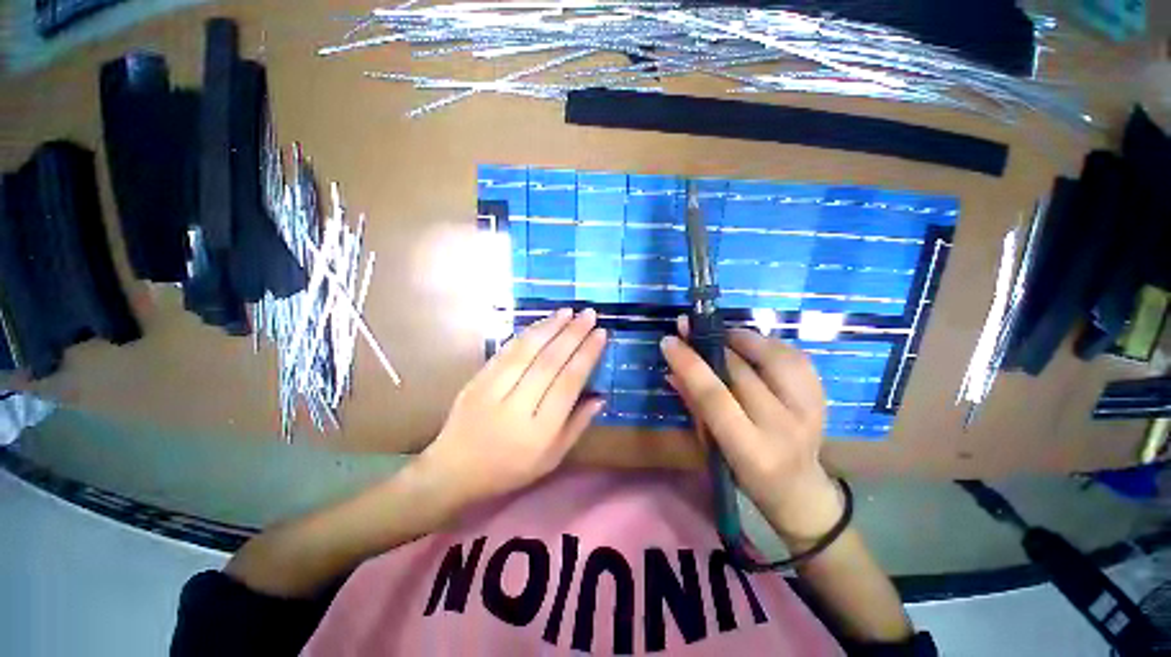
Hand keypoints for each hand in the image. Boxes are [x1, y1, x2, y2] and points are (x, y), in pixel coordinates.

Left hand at [421, 308, 607, 506]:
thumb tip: (600, 397)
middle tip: (589, 314)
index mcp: (539, 431)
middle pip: (549, 361)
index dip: (586, 355)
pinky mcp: (477, 379)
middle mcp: (517, 406)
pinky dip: (527, 333)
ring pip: (526, 350)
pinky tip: (542, 323)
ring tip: (569, 311)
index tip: (601, 334)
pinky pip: (506, 351)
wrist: (453, 469)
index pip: (568, 383)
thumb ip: (577, 426)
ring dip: (550, 327)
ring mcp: (492, 390)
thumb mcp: (551, 458)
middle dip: (572, 334)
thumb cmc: (509, 469)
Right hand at [661, 320, 842, 542]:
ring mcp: (810, 410)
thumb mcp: (712, 448)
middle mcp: (784, 427)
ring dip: (745, 338)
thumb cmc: (744, 474)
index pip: (715, 397)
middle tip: (691, 328)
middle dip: (711, 343)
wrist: (799, 490)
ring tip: (725, 334)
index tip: (670, 341)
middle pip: (743, 371)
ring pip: (777, 357)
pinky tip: (754, 344)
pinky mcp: (823, 397)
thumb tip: (672, 370)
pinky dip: (771, 344)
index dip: (690, 364)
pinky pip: (797, 357)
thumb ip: (693, 405)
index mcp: (751, 449)